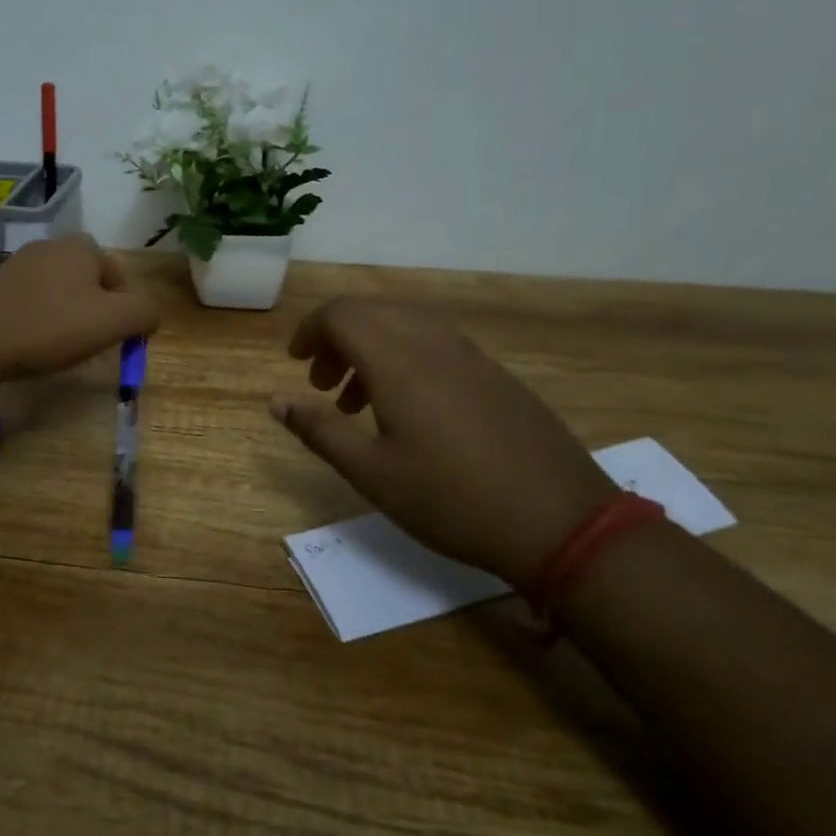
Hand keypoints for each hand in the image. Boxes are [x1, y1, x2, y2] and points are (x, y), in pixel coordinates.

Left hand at [0, 236, 160, 382]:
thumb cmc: (50, 327)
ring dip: (65, 315)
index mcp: (80, 247)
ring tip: (58, 346)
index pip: (116, 273)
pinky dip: (37, 320)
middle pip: (87, 280)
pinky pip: (30, 301)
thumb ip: (144, 313)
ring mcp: (17, 265)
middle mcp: (49, 247)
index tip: (112, 336)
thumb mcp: (113, 322)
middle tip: (88, 341)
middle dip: (93, 310)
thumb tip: (151, 315)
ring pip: (58, 291)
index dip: (122, 306)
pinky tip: (29, 343)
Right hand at [271, 297, 616, 585]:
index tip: (295, 362)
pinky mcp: (495, 375)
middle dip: (336, 338)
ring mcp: (470, 356)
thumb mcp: (372, 473)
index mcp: (398, 361)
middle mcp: (433, 344)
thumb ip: (319, 430)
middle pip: (372, 313)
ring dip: (370, 348)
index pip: (341, 315)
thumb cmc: (452, 500)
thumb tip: (274, 401)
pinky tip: (408, 409)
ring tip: (357, 402)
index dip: (310, 330)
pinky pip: (436, 344)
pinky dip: (404, 358)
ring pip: (405, 325)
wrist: (561, 522)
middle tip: (321, 384)